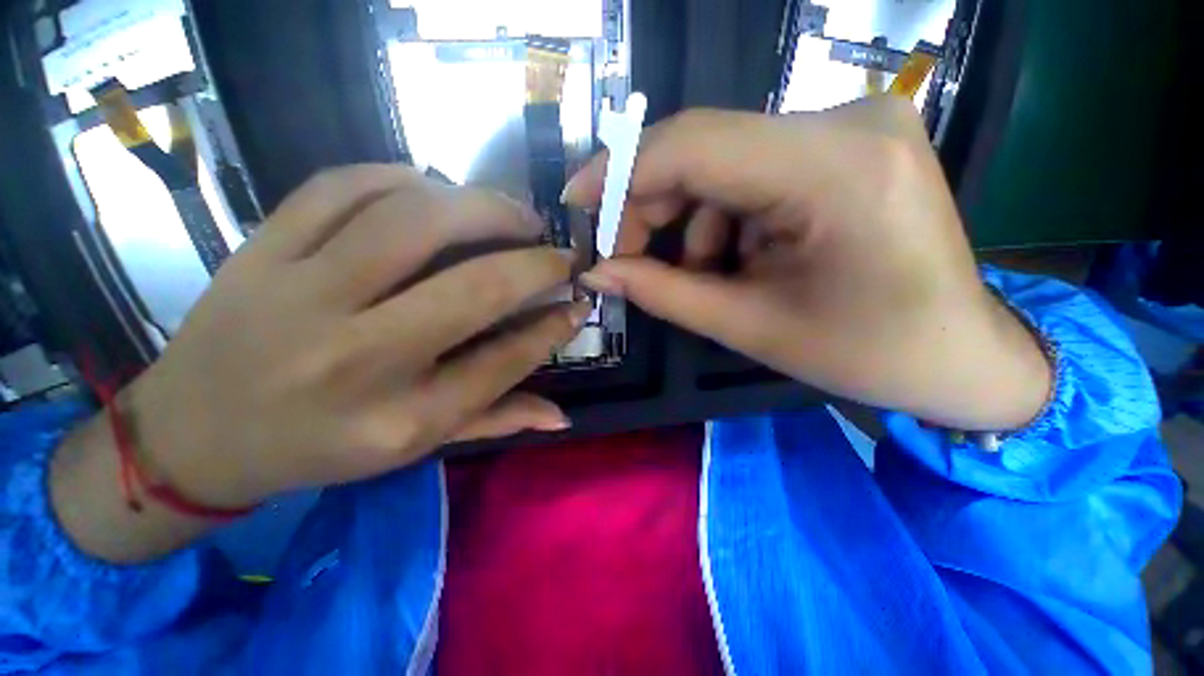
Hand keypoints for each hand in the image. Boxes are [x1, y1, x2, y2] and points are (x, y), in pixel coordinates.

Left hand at [122, 165, 586, 509]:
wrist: (195, 435)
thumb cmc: (318, 449)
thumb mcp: (415, 448)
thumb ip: (497, 422)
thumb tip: (562, 417)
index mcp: (401, 418)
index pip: (506, 360)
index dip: (554, 326)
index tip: (579, 302)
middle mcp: (359, 360)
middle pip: (475, 289)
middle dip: (537, 264)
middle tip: (561, 253)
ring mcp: (301, 297)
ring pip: (413, 222)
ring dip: (482, 207)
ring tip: (514, 214)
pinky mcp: (261, 253)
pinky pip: (341, 187)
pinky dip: (402, 177)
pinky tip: (435, 189)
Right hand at [566, 97, 1049, 430]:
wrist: (963, 353)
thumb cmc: (869, 354)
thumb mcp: (750, 328)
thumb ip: (663, 293)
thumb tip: (598, 270)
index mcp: (834, 170)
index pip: (692, 145)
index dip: (620, 171)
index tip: (577, 201)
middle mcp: (847, 121)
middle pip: (703, 147)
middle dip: (652, 205)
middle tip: (631, 257)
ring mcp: (853, 124)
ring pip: (723, 162)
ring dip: (694, 221)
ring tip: (709, 276)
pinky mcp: (849, 142)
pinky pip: (753, 169)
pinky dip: (727, 216)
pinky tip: (744, 257)